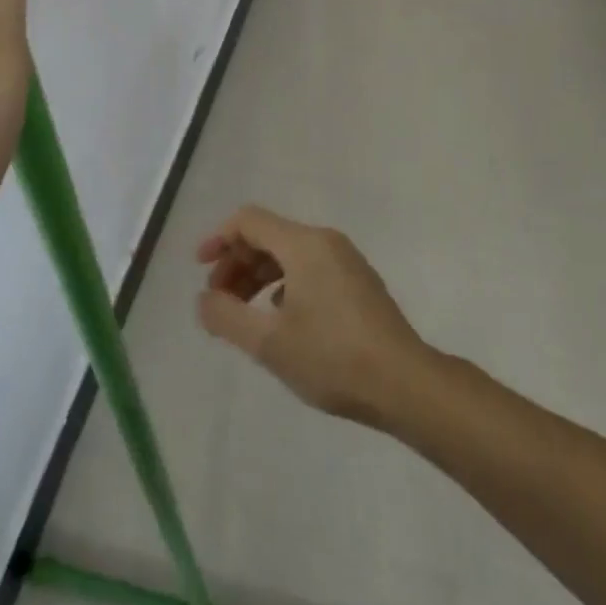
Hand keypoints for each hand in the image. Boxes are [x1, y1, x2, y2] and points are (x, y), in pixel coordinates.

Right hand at [195, 206, 428, 425]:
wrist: (406, 384)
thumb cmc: (333, 358)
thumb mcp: (269, 343)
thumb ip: (226, 317)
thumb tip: (203, 299)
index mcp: (303, 244)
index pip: (249, 221)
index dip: (219, 239)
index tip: (200, 269)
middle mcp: (325, 241)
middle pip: (269, 235)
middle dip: (237, 263)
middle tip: (219, 300)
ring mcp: (346, 261)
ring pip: (289, 254)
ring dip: (259, 276)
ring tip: (244, 314)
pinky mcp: (359, 282)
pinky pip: (310, 268)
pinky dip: (284, 284)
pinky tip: (281, 320)